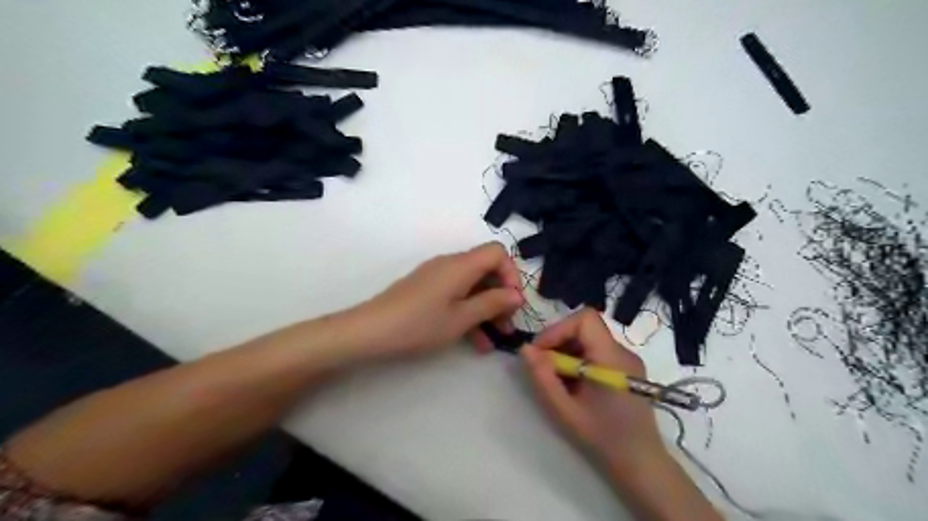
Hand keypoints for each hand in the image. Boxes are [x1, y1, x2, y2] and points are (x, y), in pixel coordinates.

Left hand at [346, 242, 524, 359]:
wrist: (370, 331)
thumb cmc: (419, 324)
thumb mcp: (461, 318)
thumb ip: (492, 303)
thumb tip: (516, 295)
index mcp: (461, 265)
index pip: (497, 252)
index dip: (511, 274)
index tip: (513, 302)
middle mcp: (450, 264)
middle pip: (486, 270)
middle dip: (501, 297)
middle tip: (507, 326)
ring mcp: (437, 277)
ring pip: (472, 286)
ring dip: (486, 310)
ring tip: (493, 340)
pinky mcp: (427, 289)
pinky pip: (456, 295)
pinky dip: (468, 312)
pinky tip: (474, 341)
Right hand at [520, 310, 667, 476]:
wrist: (641, 462)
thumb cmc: (603, 438)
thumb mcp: (565, 410)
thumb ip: (543, 377)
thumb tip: (525, 349)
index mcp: (612, 358)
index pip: (585, 319)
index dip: (559, 329)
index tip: (542, 351)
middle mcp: (623, 351)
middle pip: (586, 327)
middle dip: (559, 341)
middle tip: (544, 366)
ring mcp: (627, 359)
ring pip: (590, 338)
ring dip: (567, 351)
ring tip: (558, 378)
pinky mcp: (626, 368)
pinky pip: (597, 350)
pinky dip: (579, 359)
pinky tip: (574, 384)